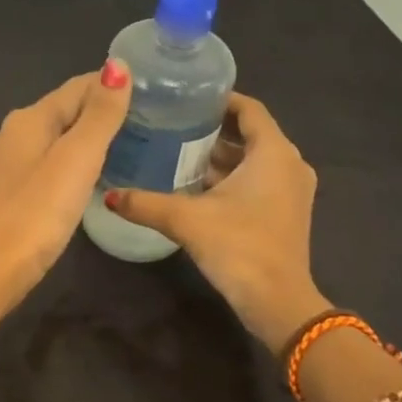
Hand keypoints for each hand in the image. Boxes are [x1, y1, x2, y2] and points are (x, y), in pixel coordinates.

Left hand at [0, 61, 133, 301]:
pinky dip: (69, 163)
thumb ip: (100, 114)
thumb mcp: (77, 158)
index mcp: (28, 119)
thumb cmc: (37, 211)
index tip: (149, 92)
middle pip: (63, 111)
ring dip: (84, 139)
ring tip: (124, 149)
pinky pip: (45, 164)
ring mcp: (5, 165)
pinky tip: (86, 179)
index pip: (77, 87)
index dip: (111, 85)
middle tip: (144, 123)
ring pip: (53, 139)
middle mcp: (12, 133)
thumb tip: (117, 65)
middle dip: (99, 112)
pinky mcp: (5, 193)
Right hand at [103, 93, 324, 349]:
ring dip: (221, 155)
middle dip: (213, 128)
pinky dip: (232, 176)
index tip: (185, 97)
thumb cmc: (239, 247)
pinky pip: (259, 179)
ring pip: (254, 158)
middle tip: (173, 123)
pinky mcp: (288, 211)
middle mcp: (289, 163)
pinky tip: (196, 185)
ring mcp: (292, 189)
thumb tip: (108, 194)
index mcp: (274, 152)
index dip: (219, 99)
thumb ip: (145, 203)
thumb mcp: (186, 220)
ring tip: (178, 150)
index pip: (249, 108)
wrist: (278, 303)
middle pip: (250, 133)